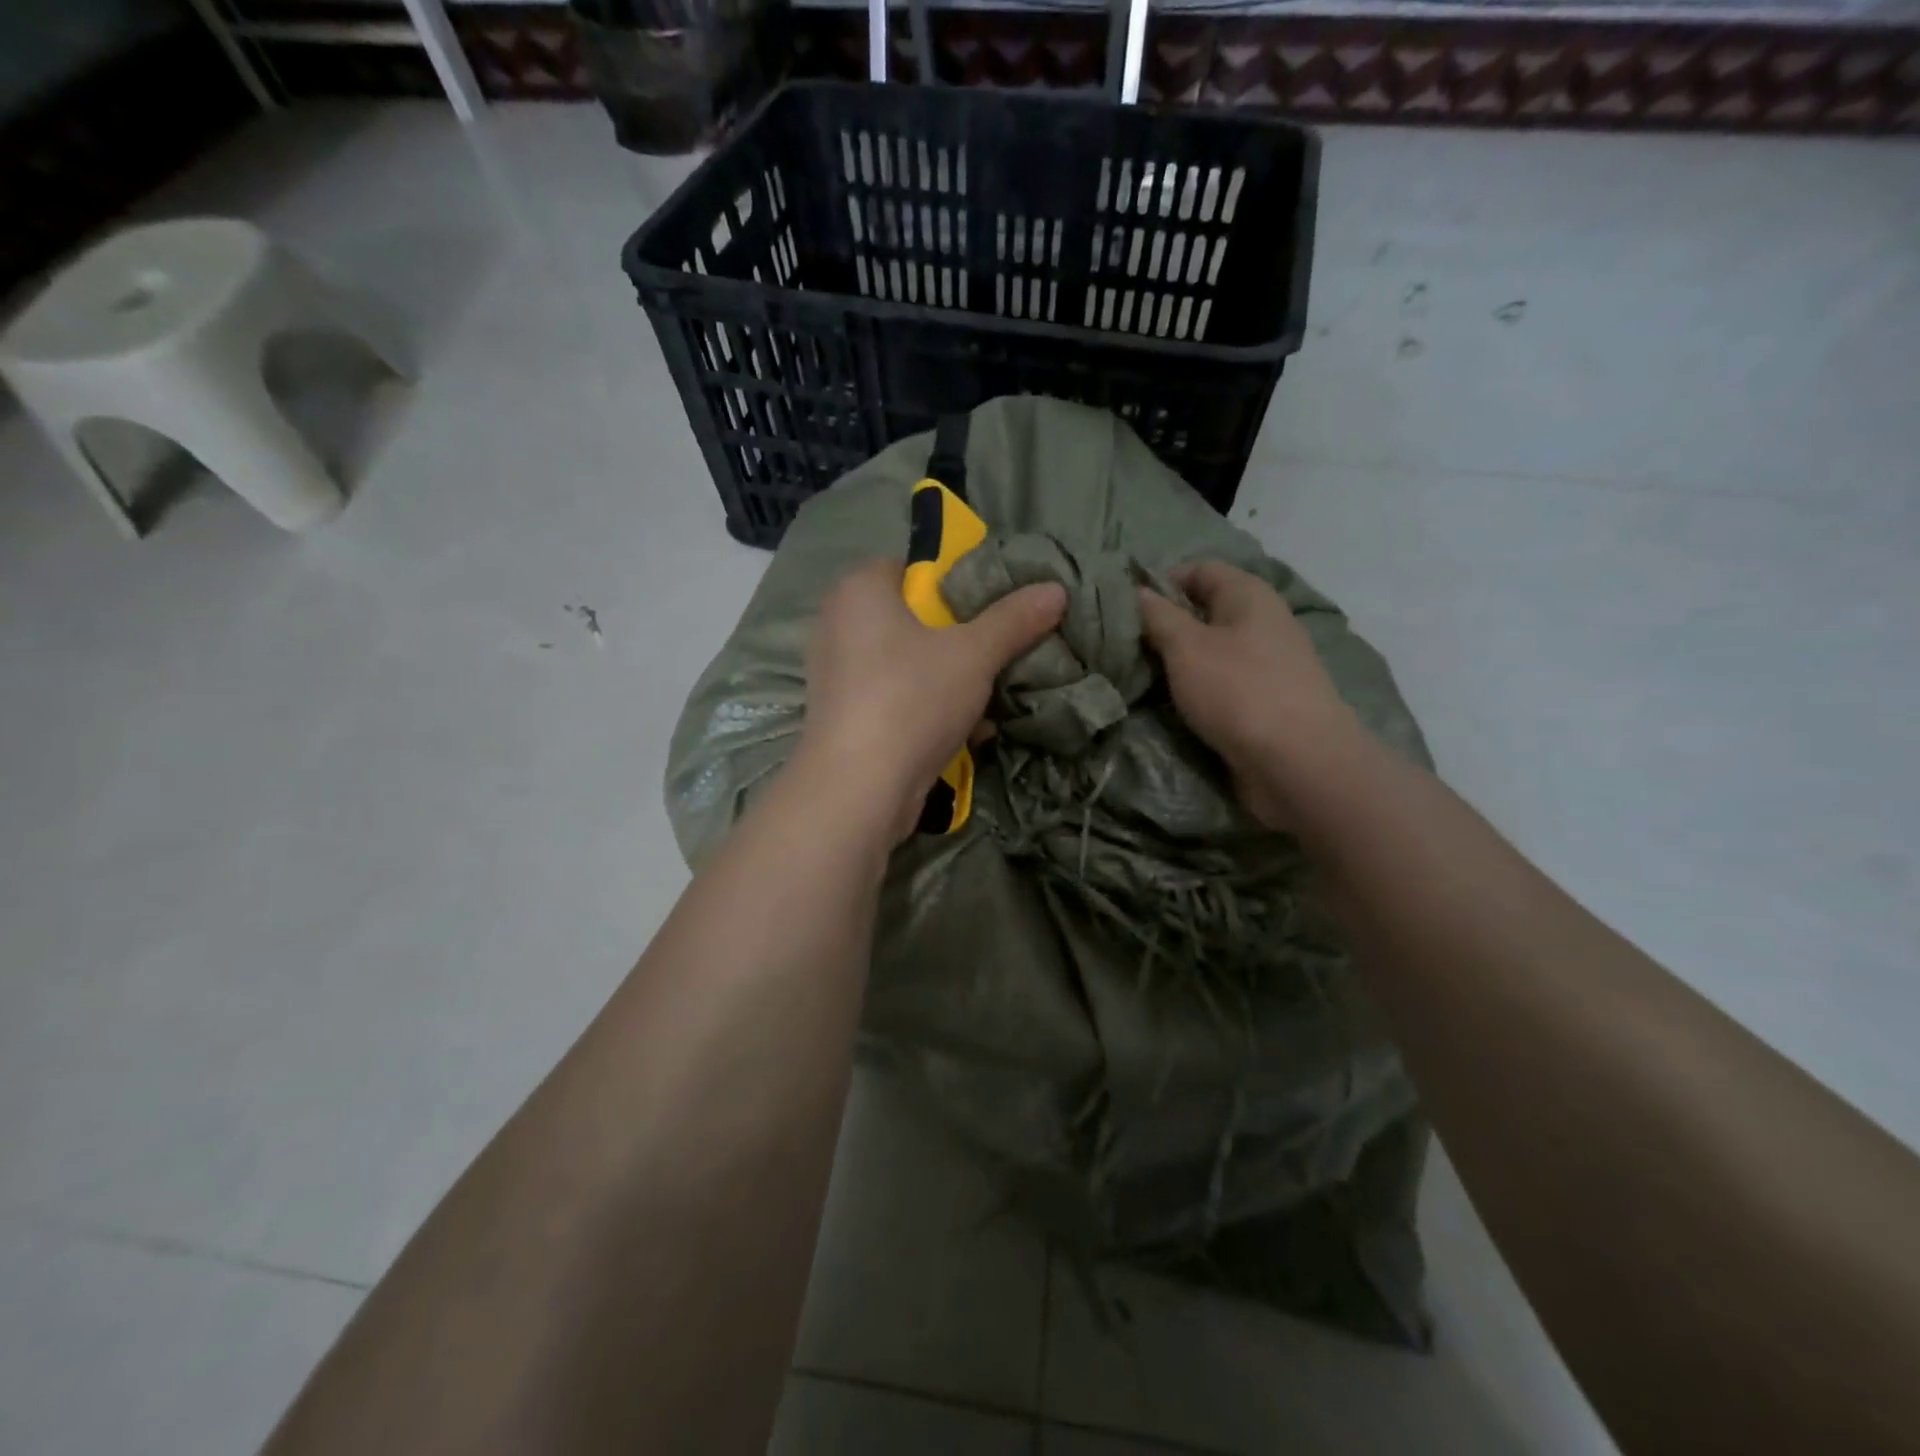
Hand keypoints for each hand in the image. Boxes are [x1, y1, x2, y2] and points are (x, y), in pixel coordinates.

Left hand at [799, 560, 1066, 841]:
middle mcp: (839, 624)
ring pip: (908, 663)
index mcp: (859, 590)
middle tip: (999, 651)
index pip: (911, 567)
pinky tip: (970, 730)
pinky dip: (929, 708)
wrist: (859, 788)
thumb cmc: (912, 699)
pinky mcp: (846, 716)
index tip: (992, 607)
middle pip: (914, 618)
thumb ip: (1014, 619)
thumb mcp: (973, 653)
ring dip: (951, 679)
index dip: (954, 582)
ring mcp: (838, 674)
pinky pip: (897, 698)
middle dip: (960, 638)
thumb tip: (1056, 590)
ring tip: (993, 695)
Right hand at [1136, 560, 1361, 829]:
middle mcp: (1263, 621)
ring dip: (1178, 661)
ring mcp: (1268, 663)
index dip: (1161, 581)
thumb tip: (1137, 591)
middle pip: (1205, 610)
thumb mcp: (1186, 647)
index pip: (1199, 569)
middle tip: (1124, 645)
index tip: (1125, 607)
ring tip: (1140, 675)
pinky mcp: (1266, 700)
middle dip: (1165, 625)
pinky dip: (1197, 687)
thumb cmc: (1238, 691)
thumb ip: (1158, 616)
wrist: (1299, 763)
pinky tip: (1173, 702)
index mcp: (1248, 595)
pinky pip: (1223, 682)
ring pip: (1212, 650)